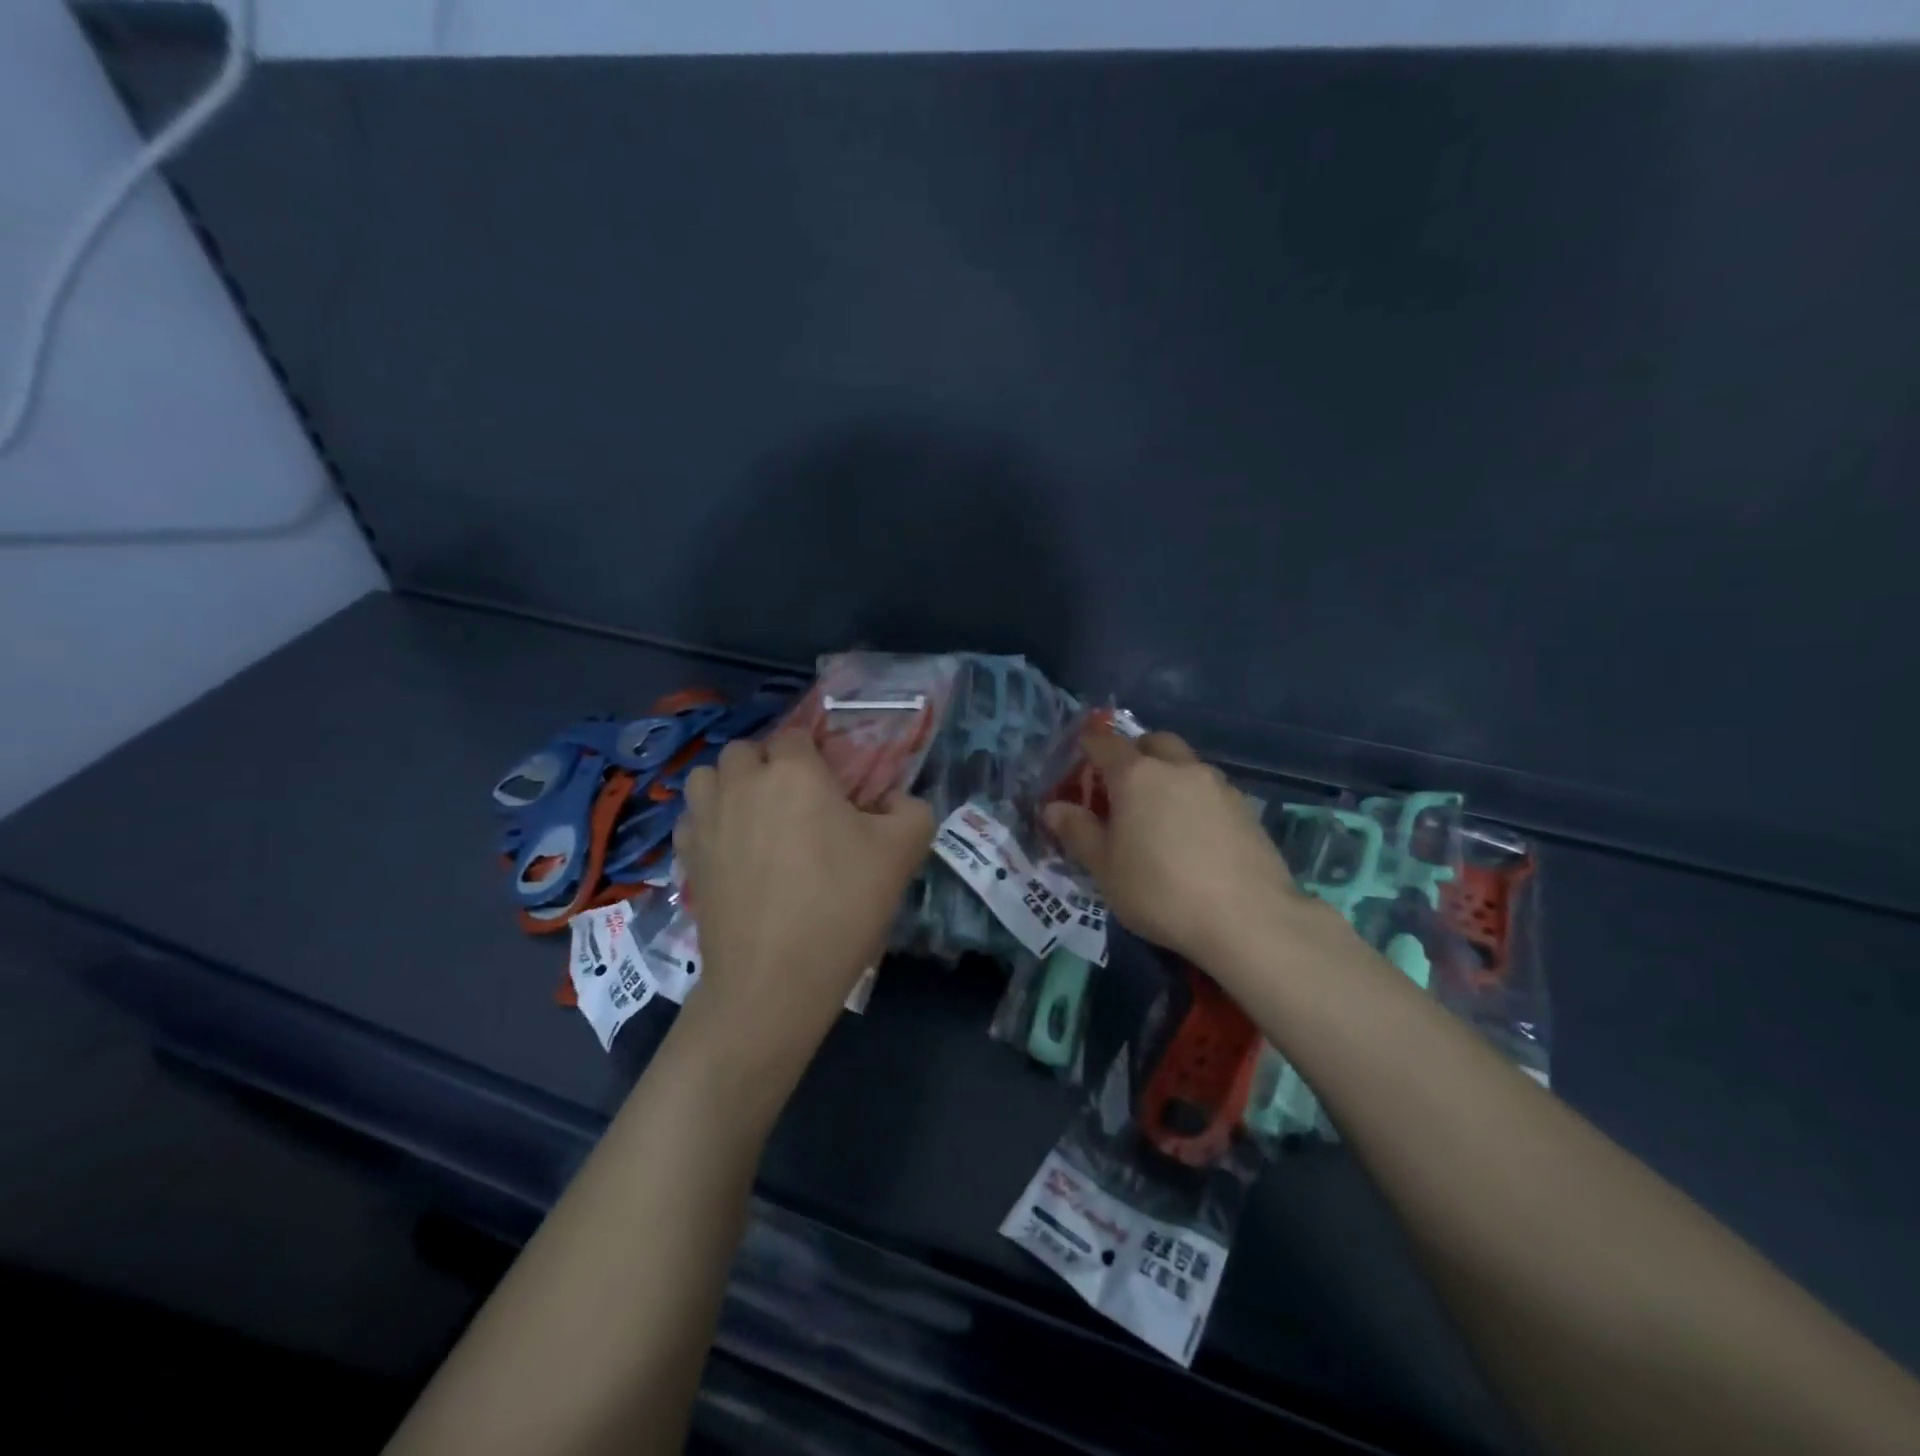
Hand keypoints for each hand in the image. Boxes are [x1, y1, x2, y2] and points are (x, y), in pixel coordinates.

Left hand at [670, 730, 934, 1099]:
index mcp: (794, 771)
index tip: (833, 787)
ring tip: (755, 816)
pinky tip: (731, 848)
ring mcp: (706, 818)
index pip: (797, 735)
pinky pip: (692, 817)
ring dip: (730, 784)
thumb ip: (912, 809)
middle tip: (796, 802)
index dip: (816, 755)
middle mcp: (742, 782)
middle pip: (747, 749)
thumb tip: (894, 801)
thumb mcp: (903, 852)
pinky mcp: (686, 856)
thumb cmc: (841, 906)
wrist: (774, 980)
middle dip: (769, 765)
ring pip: (709, 776)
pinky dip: (708, 821)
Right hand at [1043, 731, 1304, 968]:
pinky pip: (1210, 790)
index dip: (1087, 748)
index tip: (1079, 764)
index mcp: (1136, 775)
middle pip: (1152, 742)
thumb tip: (1053, 808)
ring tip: (1159, 816)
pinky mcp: (1245, 808)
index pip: (1104, 743)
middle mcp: (1178, 767)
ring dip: (1167, 776)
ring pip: (1185, 764)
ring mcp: (1217, 785)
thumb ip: (1077, 832)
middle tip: (1122, 789)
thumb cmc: (1160, 891)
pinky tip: (1194, 836)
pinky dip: (1194, 799)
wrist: (1247, 918)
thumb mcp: (1105, 868)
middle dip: (1134, 754)